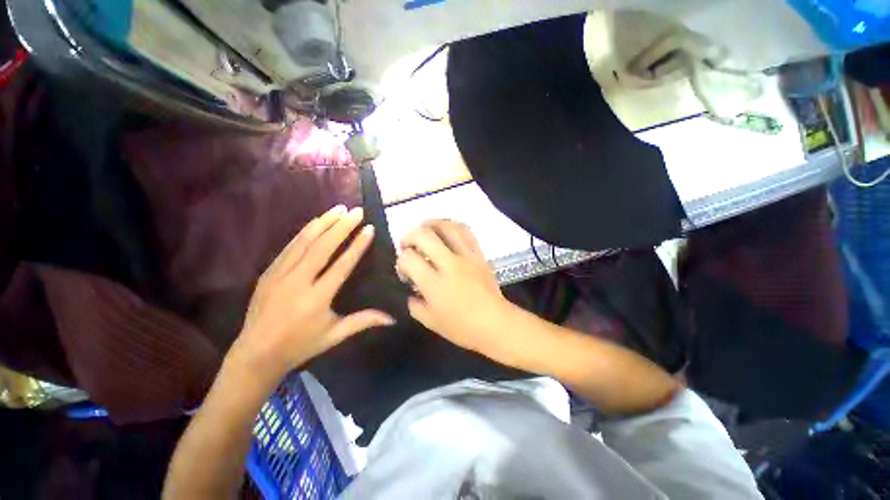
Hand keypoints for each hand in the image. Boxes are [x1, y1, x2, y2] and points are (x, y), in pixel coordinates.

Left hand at [232, 205, 394, 378]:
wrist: (256, 354)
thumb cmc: (301, 345)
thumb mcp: (335, 335)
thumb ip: (364, 321)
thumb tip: (393, 319)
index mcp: (317, 298)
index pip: (342, 265)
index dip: (357, 245)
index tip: (368, 228)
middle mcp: (298, 282)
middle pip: (323, 247)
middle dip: (342, 227)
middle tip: (356, 211)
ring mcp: (279, 275)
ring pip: (304, 242)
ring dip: (323, 223)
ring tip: (338, 208)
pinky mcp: (268, 273)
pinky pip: (289, 247)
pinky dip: (304, 232)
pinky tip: (315, 222)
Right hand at [396, 220, 520, 365]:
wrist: (496, 323)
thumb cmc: (462, 327)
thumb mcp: (429, 321)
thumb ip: (414, 303)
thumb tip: (411, 289)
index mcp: (434, 283)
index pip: (408, 258)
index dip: (401, 261)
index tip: (405, 272)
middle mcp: (449, 264)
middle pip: (424, 235)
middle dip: (409, 236)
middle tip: (408, 245)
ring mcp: (466, 256)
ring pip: (446, 226)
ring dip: (431, 224)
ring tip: (425, 231)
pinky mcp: (479, 254)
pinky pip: (466, 231)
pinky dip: (453, 226)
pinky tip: (446, 230)